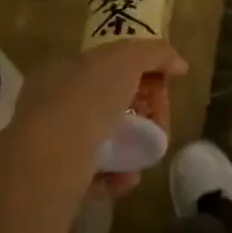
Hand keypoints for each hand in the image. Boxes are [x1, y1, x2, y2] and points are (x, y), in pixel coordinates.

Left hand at [7, 40, 187, 200]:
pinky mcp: (56, 179)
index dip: (135, 71)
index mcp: (62, 71)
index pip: (103, 65)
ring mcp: (52, 142)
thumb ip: (154, 54)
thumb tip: (179, 65)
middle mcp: (52, 104)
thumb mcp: (126, 59)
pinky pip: (94, 174)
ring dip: (130, 145)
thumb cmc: (87, 98)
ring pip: (99, 141)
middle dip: (137, 111)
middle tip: (158, 121)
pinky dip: (116, 175)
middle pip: (104, 104)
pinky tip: (130, 177)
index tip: (160, 85)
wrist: (53, 157)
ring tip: (149, 152)